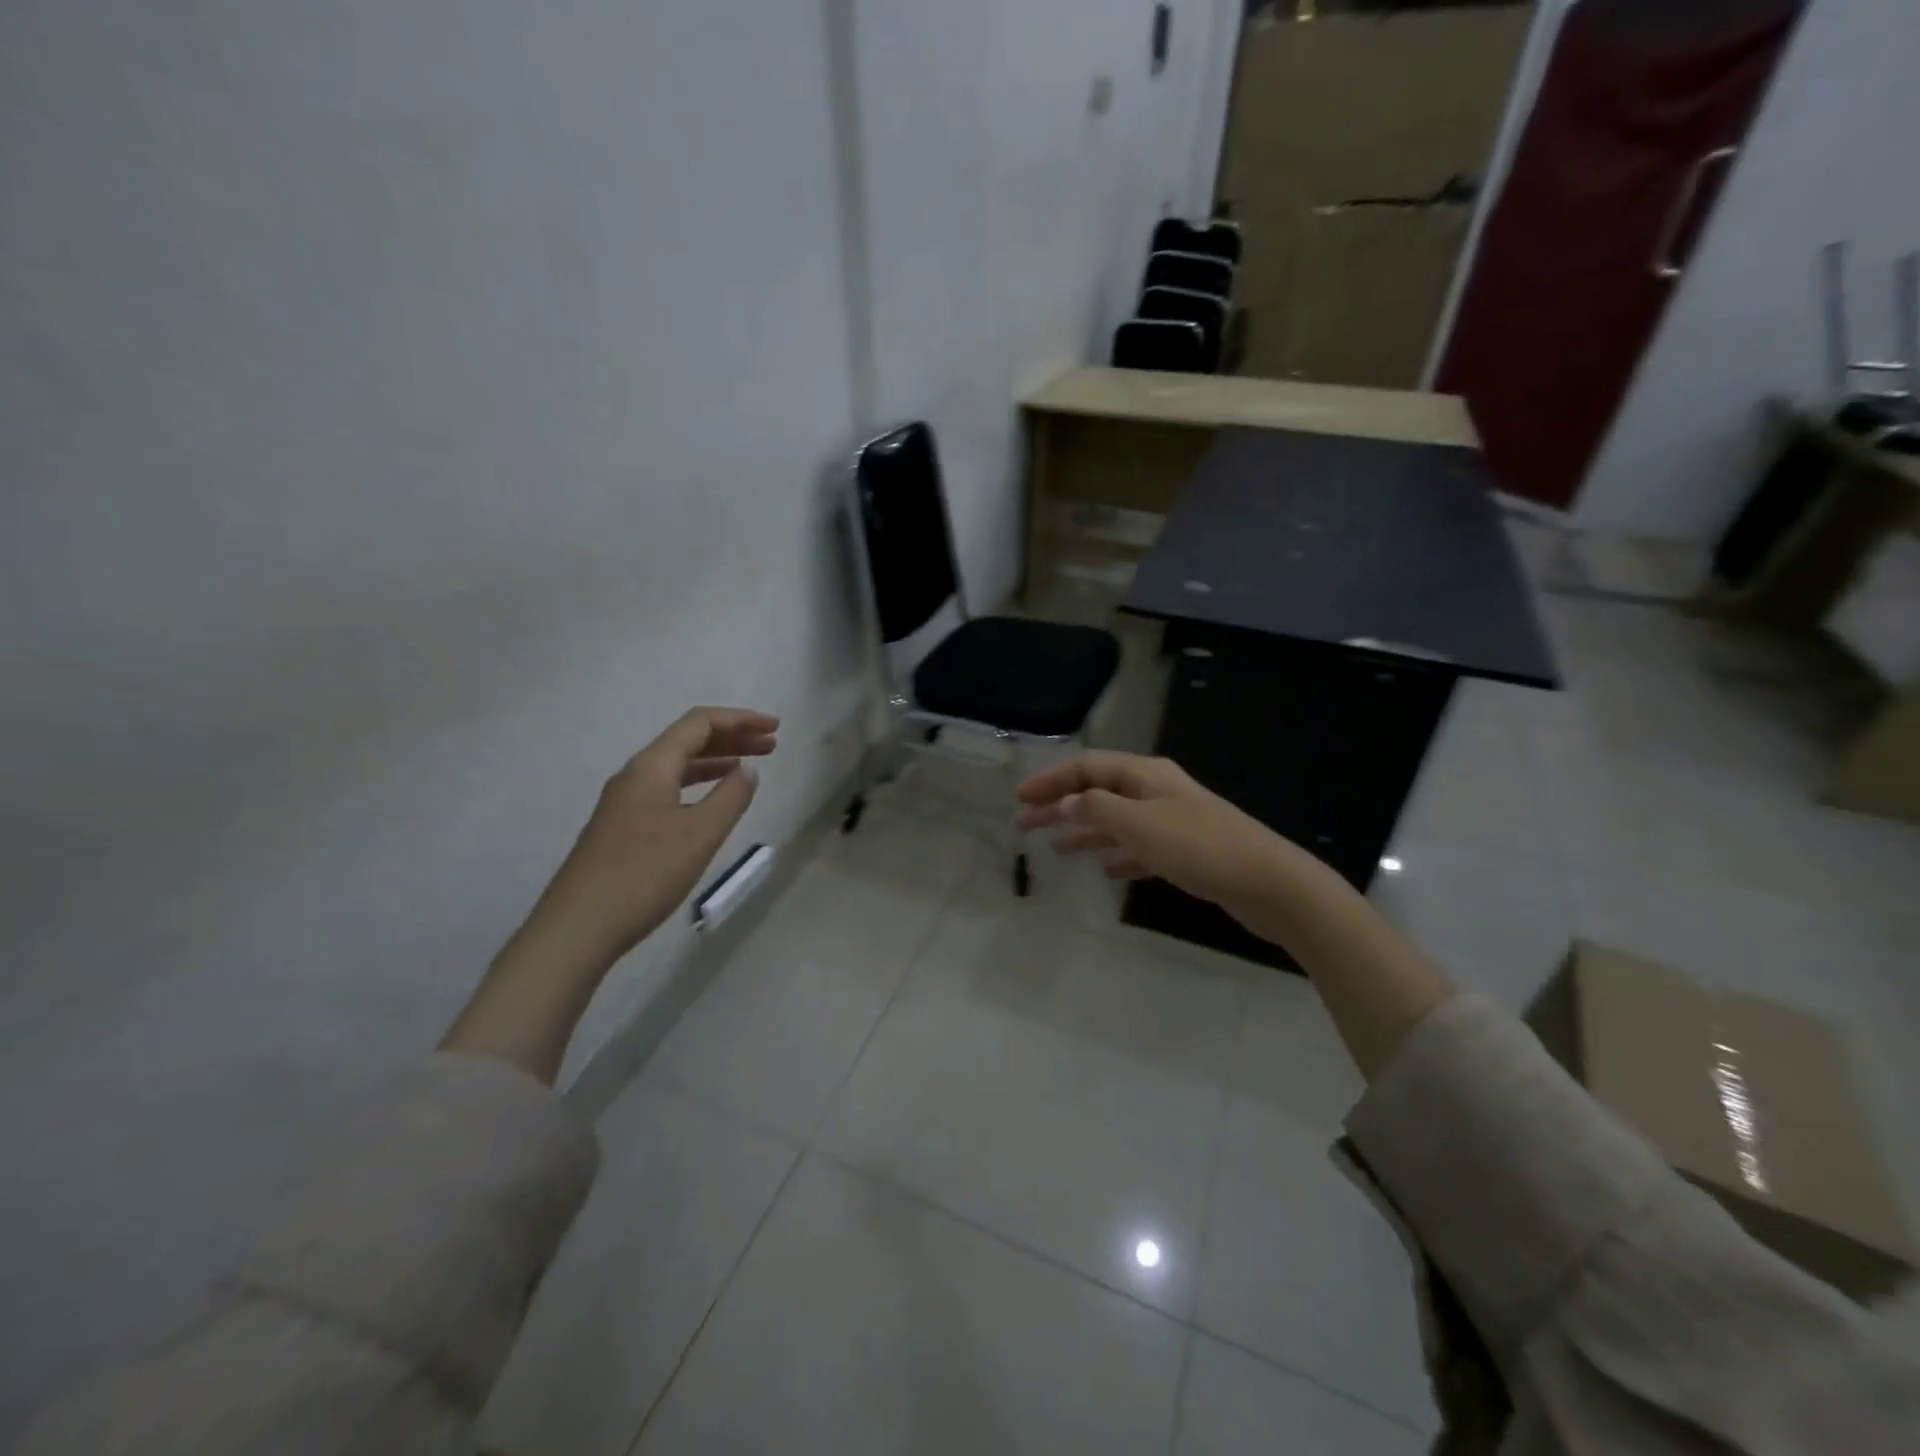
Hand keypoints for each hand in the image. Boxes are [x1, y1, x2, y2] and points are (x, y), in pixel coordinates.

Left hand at [519, 707, 778, 967]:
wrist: (578, 927)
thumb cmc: (644, 874)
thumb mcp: (700, 834)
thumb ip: (731, 797)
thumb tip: (747, 769)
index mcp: (652, 766)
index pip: (700, 723)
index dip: (740, 719)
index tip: (776, 727)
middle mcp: (635, 775)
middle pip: (688, 741)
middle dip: (732, 738)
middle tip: (771, 745)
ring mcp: (625, 802)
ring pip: (677, 767)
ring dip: (716, 762)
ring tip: (748, 768)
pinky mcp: (622, 828)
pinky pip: (668, 790)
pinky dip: (698, 786)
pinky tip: (711, 803)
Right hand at [1015, 751, 1287, 920]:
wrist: (1268, 883)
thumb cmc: (1200, 848)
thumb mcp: (1141, 825)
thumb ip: (1098, 810)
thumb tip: (1067, 801)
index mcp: (1145, 775)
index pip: (1087, 767)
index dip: (1051, 780)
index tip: (1020, 798)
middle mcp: (1156, 791)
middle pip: (1098, 792)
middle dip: (1060, 806)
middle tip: (1025, 824)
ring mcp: (1172, 821)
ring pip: (1116, 821)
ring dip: (1084, 831)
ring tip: (1054, 848)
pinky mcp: (1185, 851)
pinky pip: (1139, 847)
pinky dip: (1117, 854)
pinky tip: (1104, 870)